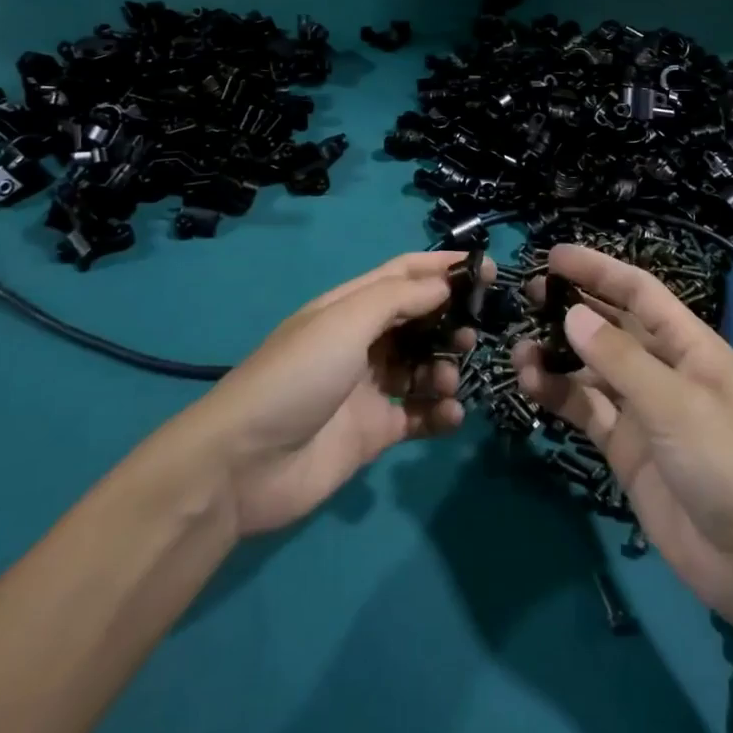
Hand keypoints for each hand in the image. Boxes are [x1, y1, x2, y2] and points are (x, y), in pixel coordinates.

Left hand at [184, 252, 480, 536]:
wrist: (244, 465)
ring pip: (423, 367)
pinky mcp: (374, 432)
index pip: (404, 274)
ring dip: (446, 368)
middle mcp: (361, 342)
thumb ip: (398, 299)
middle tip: (474, 333)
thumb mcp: (344, 322)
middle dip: (450, 321)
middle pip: (419, 320)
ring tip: (448, 380)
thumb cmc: (297, 377)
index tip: (488, 269)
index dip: (443, 267)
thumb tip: (444, 284)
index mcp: (349, 307)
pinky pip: (418, 415)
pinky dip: (439, 412)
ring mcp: (368, 388)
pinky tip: (449, 414)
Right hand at [513, 244, 732, 624]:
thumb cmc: (729, 464)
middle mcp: (664, 370)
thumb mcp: (676, 404)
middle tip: (527, 296)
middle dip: (572, 307)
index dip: (598, 269)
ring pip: (591, 369)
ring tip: (519, 352)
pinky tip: (532, 386)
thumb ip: (620, 359)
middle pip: (612, 326)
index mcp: (689, 346)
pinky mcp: (625, 448)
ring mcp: (643, 410)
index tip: (553, 255)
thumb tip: (571, 314)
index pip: (639, 292)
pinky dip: (558, 395)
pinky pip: (586, 409)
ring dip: (557, 356)